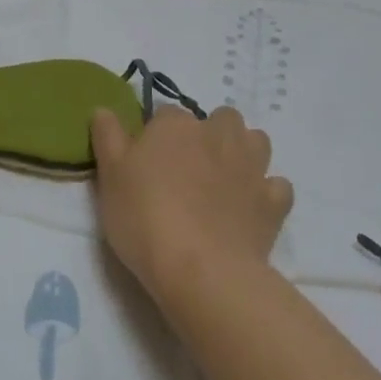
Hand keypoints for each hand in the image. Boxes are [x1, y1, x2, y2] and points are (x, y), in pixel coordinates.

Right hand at [89, 105, 292, 305]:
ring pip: (255, 141)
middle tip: (188, 167)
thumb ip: (107, 136)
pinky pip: (276, 185)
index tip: (146, 161)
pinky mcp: (274, 202)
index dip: (156, 135)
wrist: (201, 271)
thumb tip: (104, 109)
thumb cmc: (144, 218)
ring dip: (243, 152)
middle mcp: (217, 135)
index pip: (165, 114)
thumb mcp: (109, 176)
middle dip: (210, 133)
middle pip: (220, 118)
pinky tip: (250, 208)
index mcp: (175, 126)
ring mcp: (251, 167)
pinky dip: (265, 192)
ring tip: (223, 179)